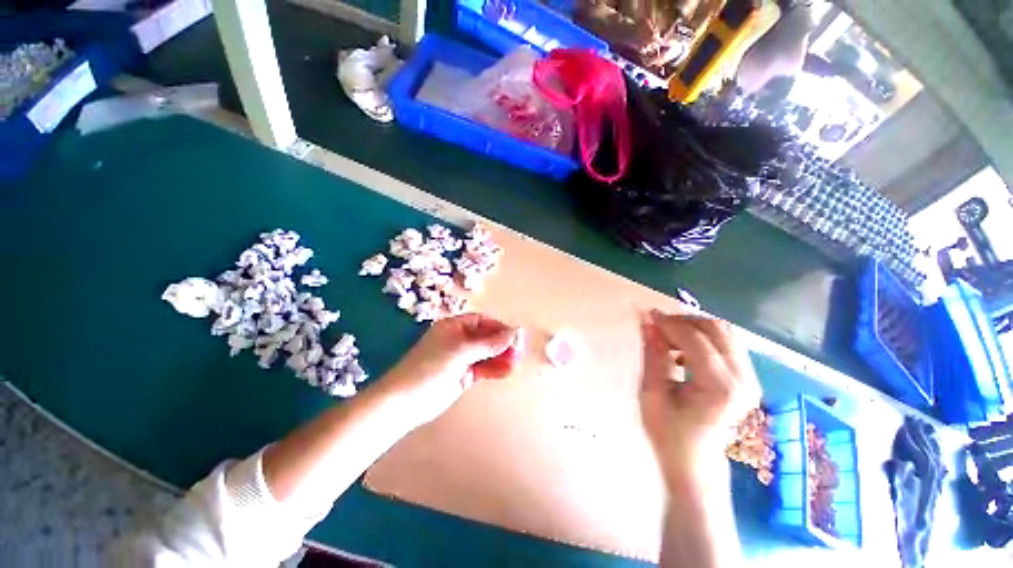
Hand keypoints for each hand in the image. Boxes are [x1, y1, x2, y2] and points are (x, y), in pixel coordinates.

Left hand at [379, 313, 522, 427]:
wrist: (405, 401)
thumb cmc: (431, 367)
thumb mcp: (461, 351)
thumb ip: (488, 343)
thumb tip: (514, 332)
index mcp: (454, 327)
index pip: (481, 321)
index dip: (498, 327)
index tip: (514, 336)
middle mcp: (458, 340)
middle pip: (485, 338)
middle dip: (501, 344)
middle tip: (518, 353)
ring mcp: (461, 358)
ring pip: (486, 354)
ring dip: (500, 358)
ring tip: (515, 364)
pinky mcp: (463, 375)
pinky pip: (483, 368)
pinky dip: (494, 369)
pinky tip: (506, 372)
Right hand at [639, 310, 759, 484]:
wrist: (695, 462)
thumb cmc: (668, 432)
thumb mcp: (652, 393)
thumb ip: (653, 354)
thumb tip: (647, 322)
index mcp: (720, 388)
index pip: (696, 339)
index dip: (669, 323)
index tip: (647, 315)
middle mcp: (744, 380)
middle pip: (717, 329)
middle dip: (683, 321)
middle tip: (657, 326)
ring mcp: (751, 379)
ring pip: (724, 333)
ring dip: (693, 327)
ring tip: (668, 338)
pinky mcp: (749, 379)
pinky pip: (728, 343)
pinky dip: (703, 337)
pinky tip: (684, 349)